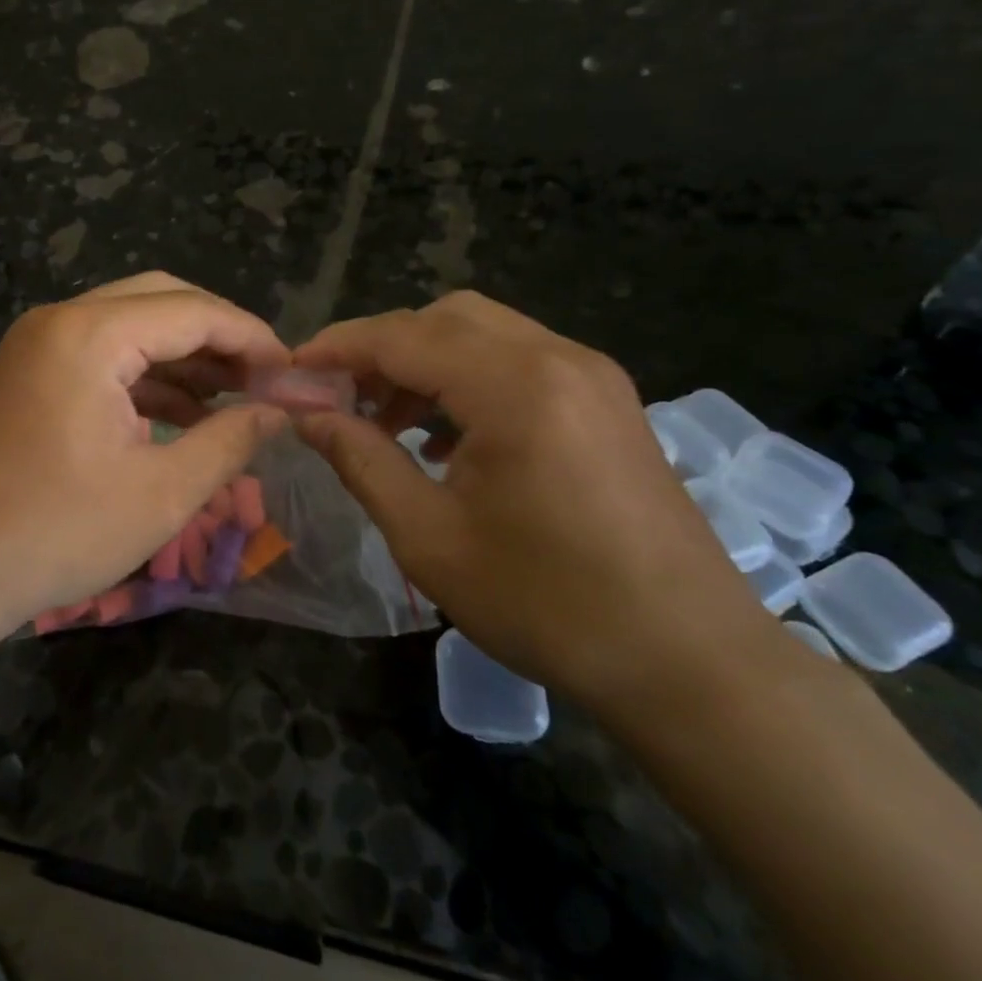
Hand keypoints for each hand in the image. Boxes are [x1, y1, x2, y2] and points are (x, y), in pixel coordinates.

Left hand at [0, 273, 289, 635]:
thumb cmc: (56, 533)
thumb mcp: (162, 494)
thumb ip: (229, 441)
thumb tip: (277, 412)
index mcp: (90, 335)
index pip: (192, 311)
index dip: (251, 337)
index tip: (292, 373)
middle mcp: (60, 321)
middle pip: (160, 301)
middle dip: (218, 337)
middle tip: (264, 379)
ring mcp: (37, 345)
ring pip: (130, 326)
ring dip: (183, 357)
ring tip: (235, 399)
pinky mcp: (29, 373)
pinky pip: (101, 355)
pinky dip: (146, 377)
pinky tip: (183, 416)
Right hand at [293, 293, 778, 713]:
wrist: (690, 662)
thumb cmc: (546, 603)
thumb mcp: (429, 536)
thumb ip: (360, 460)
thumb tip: (307, 415)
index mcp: (514, 386)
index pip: (402, 337)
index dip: (337, 347)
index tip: (291, 370)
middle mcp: (558, 358)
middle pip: (445, 318)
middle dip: (381, 349)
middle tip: (339, 397)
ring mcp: (592, 376)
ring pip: (484, 334)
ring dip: (424, 363)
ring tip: (385, 422)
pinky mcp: (608, 402)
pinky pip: (520, 362)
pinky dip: (468, 379)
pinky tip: (447, 440)